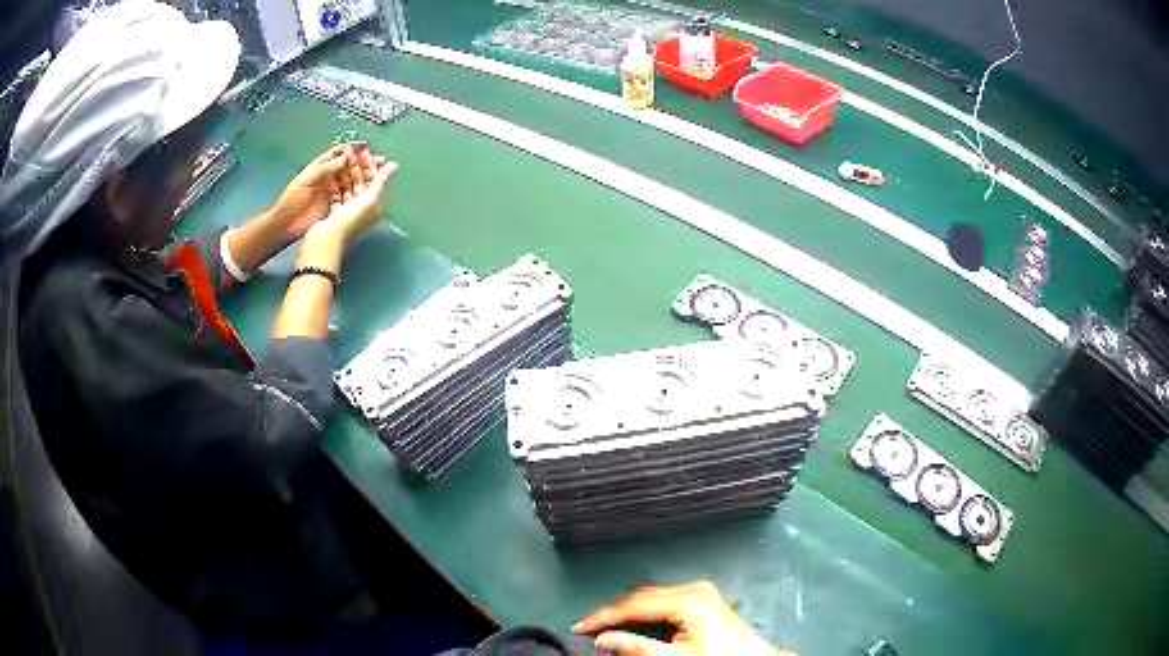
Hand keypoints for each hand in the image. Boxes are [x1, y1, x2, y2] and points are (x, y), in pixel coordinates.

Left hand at [270, 142, 386, 241]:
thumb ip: (326, 168)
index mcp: (319, 166)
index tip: (366, 147)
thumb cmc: (293, 200)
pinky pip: (349, 195)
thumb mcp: (308, 180)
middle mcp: (327, 177)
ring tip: (378, 174)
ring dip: (364, 176)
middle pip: (348, 165)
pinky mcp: (334, 205)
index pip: (338, 152)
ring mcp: (331, 191)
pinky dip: (359, 191)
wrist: (285, 226)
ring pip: (351, 179)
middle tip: (378, 160)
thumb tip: (346, 157)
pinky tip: (368, 191)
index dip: (352, 148)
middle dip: (363, 161)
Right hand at [303, 159, 398, 249]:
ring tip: (340, 158)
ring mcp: (348, 211)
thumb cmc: (350, 219)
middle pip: (361, 181)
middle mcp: (363, 208)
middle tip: (350, 151)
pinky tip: (331, 173)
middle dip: (357, 165)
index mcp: (375, 204)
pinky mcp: (334, 213)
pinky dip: (335, 183)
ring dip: (345, 172)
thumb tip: (394, 165)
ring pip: (348, 186)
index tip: (364, 150)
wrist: (327, 239)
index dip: (370, 163)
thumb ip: (382, 180)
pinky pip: (336, 194)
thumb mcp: (371, 198)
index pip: (374, 179)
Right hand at [572, 581, 782, 655]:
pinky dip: (645, 611)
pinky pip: (663, 599)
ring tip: (608, 625)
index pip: (634, 604)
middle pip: (641, 597)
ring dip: (629, 612)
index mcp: (689, 599)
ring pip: (650, 596)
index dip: (604, 616)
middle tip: (592, 627)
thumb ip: (638, 647)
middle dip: (615, 613)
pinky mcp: (703, 597)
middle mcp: (695, 589)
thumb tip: (605, 639)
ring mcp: (701, 591)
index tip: (582, 626)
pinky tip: (635, 622)